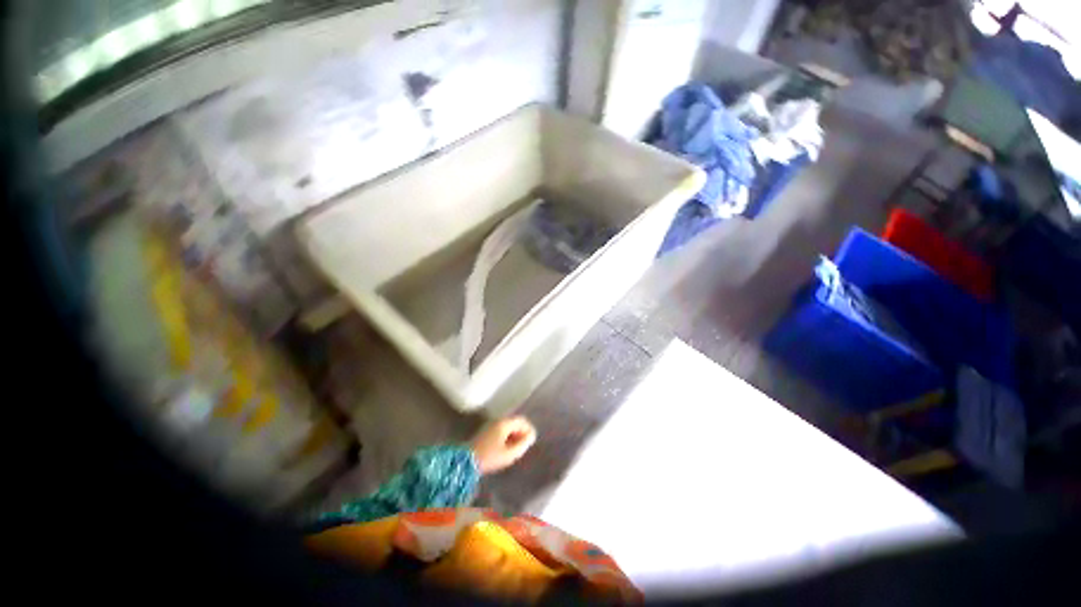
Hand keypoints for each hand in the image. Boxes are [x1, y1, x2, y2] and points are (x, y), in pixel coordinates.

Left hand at [471, 416, 536, 474]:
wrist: (465, 461)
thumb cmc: (489, 457)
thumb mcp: (509, 454)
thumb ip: (522, 444)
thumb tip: (531, 436)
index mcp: (504, 423)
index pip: (521, 420)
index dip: (528, 429)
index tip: (531, 440)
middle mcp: (497, 420)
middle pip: (514, 422)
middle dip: (521, 432)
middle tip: (524, 445)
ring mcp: (490, 425)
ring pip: (507, 426)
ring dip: (514, 434)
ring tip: (516, 448)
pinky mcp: (485, 431)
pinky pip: (500, 429)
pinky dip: (506, 436)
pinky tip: (506, 447)